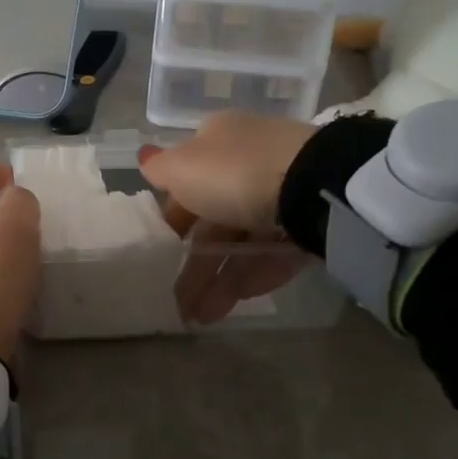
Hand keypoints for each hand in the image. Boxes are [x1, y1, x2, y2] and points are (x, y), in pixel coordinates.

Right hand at [138, 113, 317, 324]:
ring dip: (218, 279)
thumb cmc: (233, 173)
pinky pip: (273, 252)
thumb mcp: (182, 168)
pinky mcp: (308, 224)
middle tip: (177, 300)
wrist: (313, 187)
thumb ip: (160, 169)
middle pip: (214, 218)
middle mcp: (249, 164)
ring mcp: (282, 196)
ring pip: (242, 241)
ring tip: (200, 316)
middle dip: (194, 262)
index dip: (172, 216)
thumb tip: (144, 156)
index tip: (160, 249)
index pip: (188, 179)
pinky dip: (253, 276)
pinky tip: (235, 301)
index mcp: (219, 142)